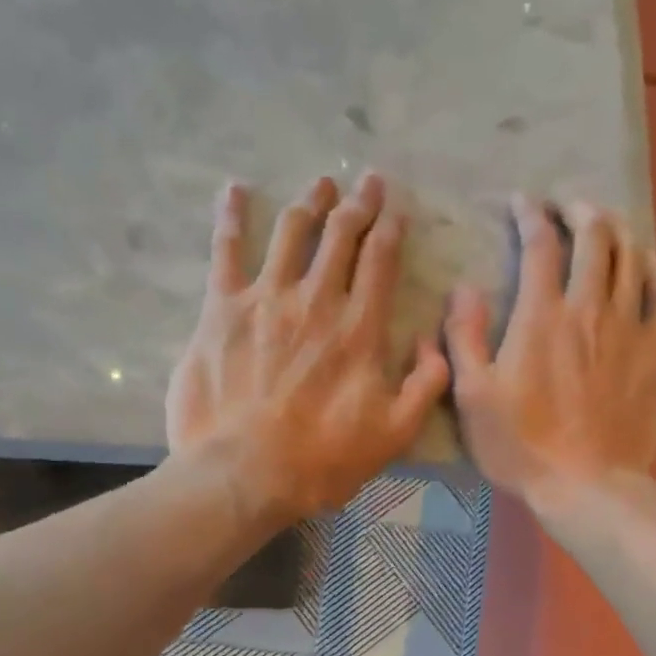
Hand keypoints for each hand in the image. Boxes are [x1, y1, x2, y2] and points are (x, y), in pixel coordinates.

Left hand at [166, 172, 450, 522]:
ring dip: (310, 203)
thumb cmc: (323, 460)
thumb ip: (426, 385)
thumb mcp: (395, 434)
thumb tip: (435, 343)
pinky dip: (230, 217)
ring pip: (291, 232)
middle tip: (367, 181)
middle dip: (358, 204)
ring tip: (321, 184)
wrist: (244, 473)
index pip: (380, 261)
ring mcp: (265, 300)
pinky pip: (226, 251)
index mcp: (360, 329)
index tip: (396, 208)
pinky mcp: (221, 310)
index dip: (390, 228)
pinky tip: (234, 191)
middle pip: (340, 236)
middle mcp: (316, 301)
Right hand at [444, 197, 655, 510]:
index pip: (540, 244)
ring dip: (616, 230)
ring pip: (630, 257)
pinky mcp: (655, 353)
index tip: (521, 202)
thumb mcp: (473, 397)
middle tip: (566, 208)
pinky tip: (646, 262)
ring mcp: (628, 329)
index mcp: (541, 317)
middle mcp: (589, 309)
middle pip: (594, 237)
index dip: (530, 214)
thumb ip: (465, 338)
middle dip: (579, 210)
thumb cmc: (521, 446)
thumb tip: (463, 288)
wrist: (587, 486)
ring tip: (603, 224)